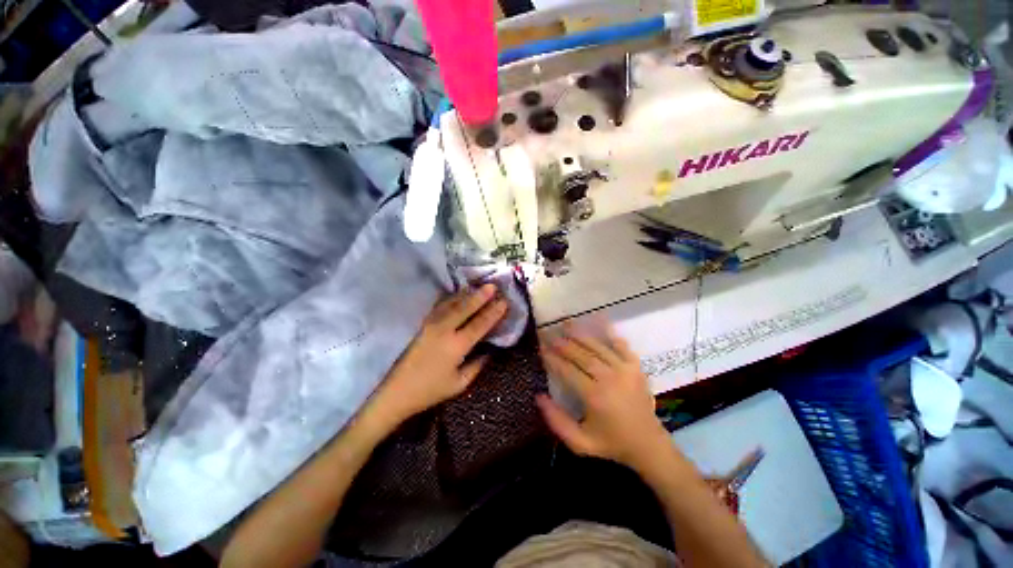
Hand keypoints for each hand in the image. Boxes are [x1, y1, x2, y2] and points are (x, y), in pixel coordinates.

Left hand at [372, 284, 507, 425]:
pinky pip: (440, 306)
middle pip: (465, 308)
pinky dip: (451, 298)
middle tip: (493, 286)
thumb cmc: (430, 390)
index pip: (480, 324)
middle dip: (480, 296)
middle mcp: (444, 330)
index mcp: (456, 346)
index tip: (504, 301)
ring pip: (452, 304)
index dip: (493, 312)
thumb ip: (477, 365)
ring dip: (466, 294)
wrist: (397, 391)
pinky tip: (457, 294)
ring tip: (478, 287)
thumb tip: (490, 351)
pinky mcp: (423, 324)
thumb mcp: (459, 383)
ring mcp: (431, 325)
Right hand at [537, 323, 670, 472]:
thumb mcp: (580, 443)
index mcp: (594, 396)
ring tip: (566, 324)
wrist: (649, 445)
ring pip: (597, 347)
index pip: (567, 370)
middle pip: (581, 355)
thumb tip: (538, 396)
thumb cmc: (611, 444)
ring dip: (580, 334)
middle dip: (562, 344)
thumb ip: (557, 421)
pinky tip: (599, 320)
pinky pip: (621, 345)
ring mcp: (625, 370)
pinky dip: (610, 332)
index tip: (540, 349)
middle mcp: (609, 378)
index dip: (552, 358)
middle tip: (549, 335)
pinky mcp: (636, 367)